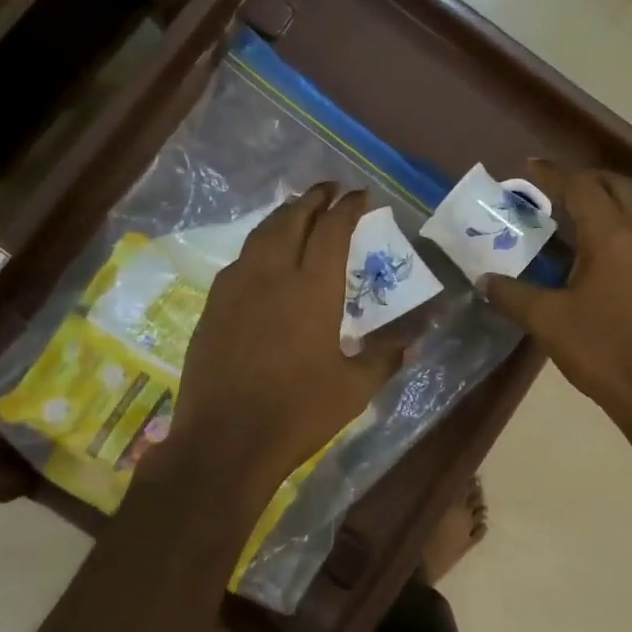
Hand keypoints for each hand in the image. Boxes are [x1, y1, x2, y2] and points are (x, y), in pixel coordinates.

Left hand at [160, 184, 406, 498]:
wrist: (225, 441)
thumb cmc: (298, 413)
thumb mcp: (355, 388)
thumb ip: (387, 355)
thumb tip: (418, 337)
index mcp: (313, 289)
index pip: (333, 229)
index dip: (349, 207)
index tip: (361, 196)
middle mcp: (272, 274)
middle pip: (293, 218)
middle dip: (314, 198)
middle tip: (330, 190)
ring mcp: (236, 287)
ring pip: (262, 233)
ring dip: (285, 215)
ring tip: (300, 212)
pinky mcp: (213, 305)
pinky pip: (241, 259)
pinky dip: (260, 244)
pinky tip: (266, 258)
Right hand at [485, 162, 631, 436]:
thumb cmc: (600, 349)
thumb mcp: (546, 321)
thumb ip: (512, 294)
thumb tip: (485, 280)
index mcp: (612, 236)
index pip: (581, 187)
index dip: (552, 175)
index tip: (528, 169)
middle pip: (617, 186)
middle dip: (585, 179)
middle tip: (555, 188)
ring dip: (612, 197)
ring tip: (584, 210)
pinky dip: (629, 221)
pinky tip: (610, 247)